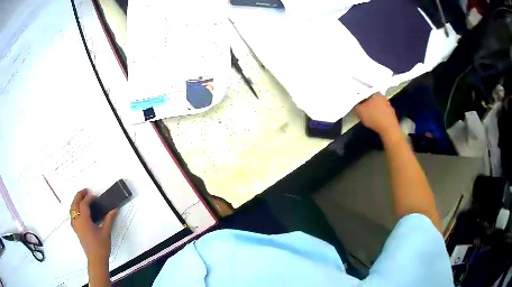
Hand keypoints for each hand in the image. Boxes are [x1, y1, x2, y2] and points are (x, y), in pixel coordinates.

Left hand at [70, 189, 117, 264]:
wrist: (96, 259)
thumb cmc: (101, 246)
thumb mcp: (106, 232)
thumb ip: (109, 219)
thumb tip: (114, 209)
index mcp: (84, 220)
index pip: (84, 204)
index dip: (89, 198)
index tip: (95, 196)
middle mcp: (77, 221)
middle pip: (75, 204)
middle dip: (79, 195)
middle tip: (85, 191)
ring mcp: (75, 225)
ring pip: (71, 209)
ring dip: (75, 201)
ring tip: (81, 198)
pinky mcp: (76, 229)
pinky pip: (72, 215)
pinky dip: (74, 209)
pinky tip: (78, 211)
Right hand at [355, 93, 399, 137]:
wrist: (389, 129)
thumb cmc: (374, 118)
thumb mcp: (360, 112)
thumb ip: (355, 106)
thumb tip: (355, 103)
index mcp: (375, 93)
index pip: (365, 91)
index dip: (359, 96)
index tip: (356, 102)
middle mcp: (382, 96)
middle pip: (371, 98)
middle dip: (366, 103)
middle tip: (361, 108)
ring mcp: (388, 104)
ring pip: (377, 104)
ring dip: (373, 109)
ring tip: (368, 115)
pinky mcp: (391, 113)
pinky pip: (382, 111)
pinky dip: (378, 114)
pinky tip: (375, 120)